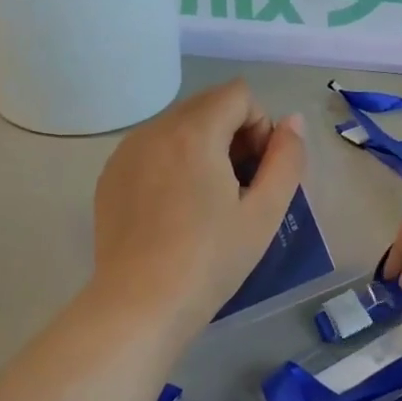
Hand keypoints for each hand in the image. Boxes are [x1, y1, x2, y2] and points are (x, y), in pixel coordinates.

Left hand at [91, 80, 305, 336]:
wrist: (139, 306)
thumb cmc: (210, 260)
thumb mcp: (264, 212)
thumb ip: (286, 159)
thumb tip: (291, 122)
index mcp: (193, 132)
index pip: (238, 94)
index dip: (260, 125)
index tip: (258, 172)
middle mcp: (154, 130)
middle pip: (207, 105)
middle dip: (233, 134)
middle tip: (239, 188)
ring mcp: (126, 152)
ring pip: (179, 126)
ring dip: (204, 147)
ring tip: (208, 201)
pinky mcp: (110, 177)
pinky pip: (152, 149)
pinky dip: (173, 163)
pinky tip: (175, 211)